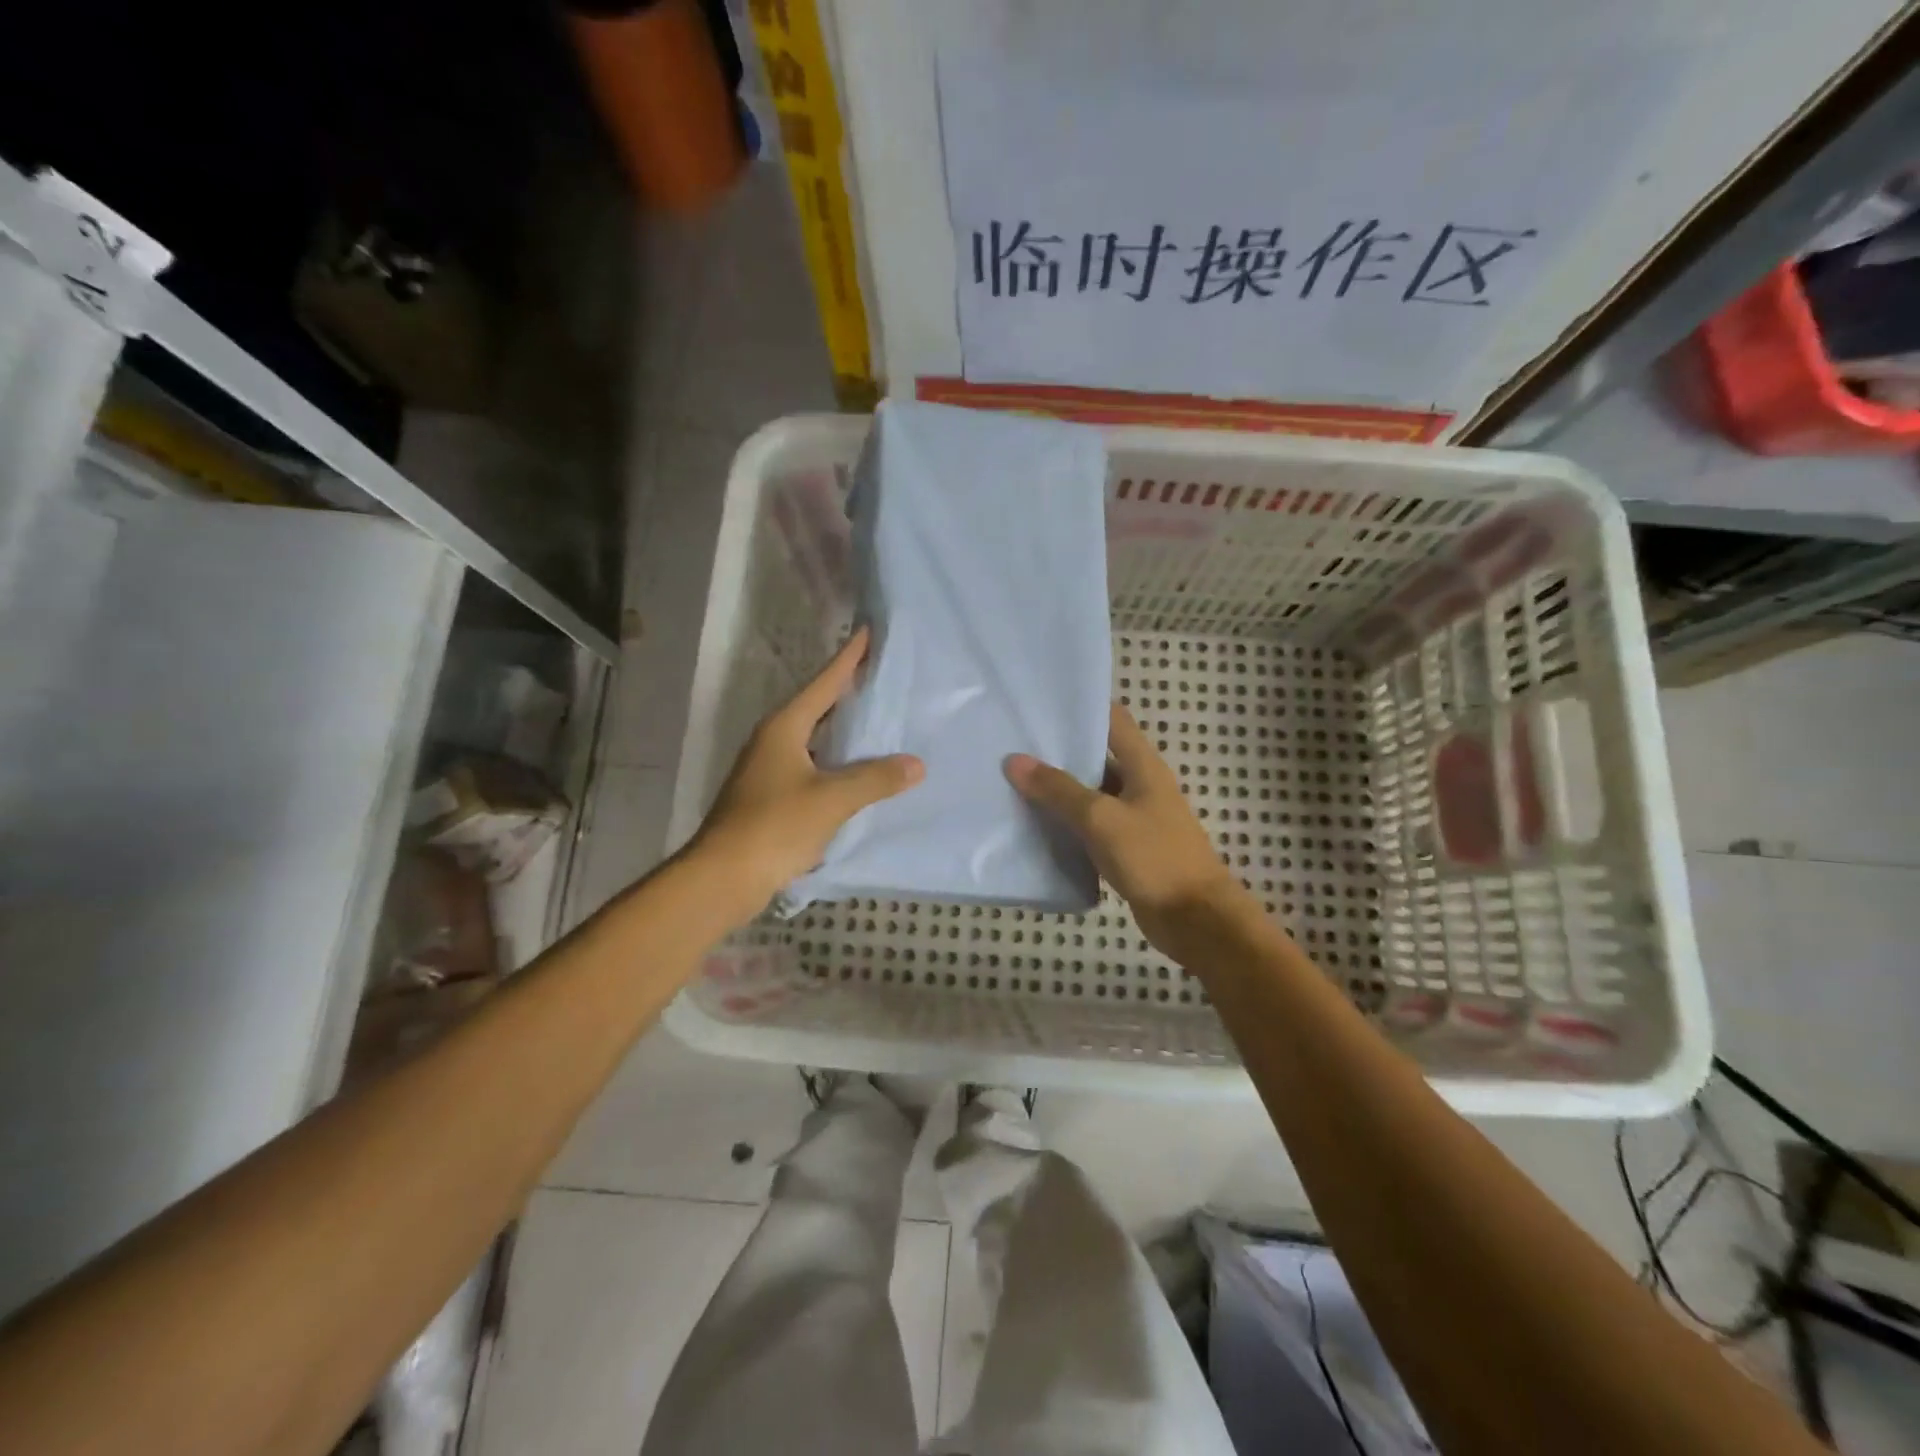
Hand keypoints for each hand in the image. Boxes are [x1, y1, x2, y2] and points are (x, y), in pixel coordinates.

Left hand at [689, 628, 922, 920]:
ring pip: (814, 738)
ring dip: (842, 729)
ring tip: (878, 719)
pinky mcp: (771, 796)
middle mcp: (773, 740)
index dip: (848, 658)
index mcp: (784, 728)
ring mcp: (769, 769)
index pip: (823, 683)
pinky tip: (858, 771)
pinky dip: (836, 761)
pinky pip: (812, 766)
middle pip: (817, 706)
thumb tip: (916, 764)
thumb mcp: (831, 799)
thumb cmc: (775, 826)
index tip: (868, 633)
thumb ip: (875, 779)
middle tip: (882, 674)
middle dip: (847, 691)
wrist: (724, 876)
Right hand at [1006, 703, 1252, 953]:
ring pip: (1091, 795)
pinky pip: (1092, 828)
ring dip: (1060, 791)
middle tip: (1013, 745)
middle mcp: (1140, 786)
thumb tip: (1014, 760)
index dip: (1082, 708)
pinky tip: (1035, 826)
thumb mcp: (1101, 819)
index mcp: (1143, 766)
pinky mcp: (1127, 849)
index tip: (1041, 705)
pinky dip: (1068, 824)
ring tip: (1014, 781)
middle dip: (1059, 752)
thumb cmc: (1154, 857)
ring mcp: (1134, 819)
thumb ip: (1059, 790)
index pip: (1113, 720)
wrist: (1195, 920)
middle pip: (1098, 757)